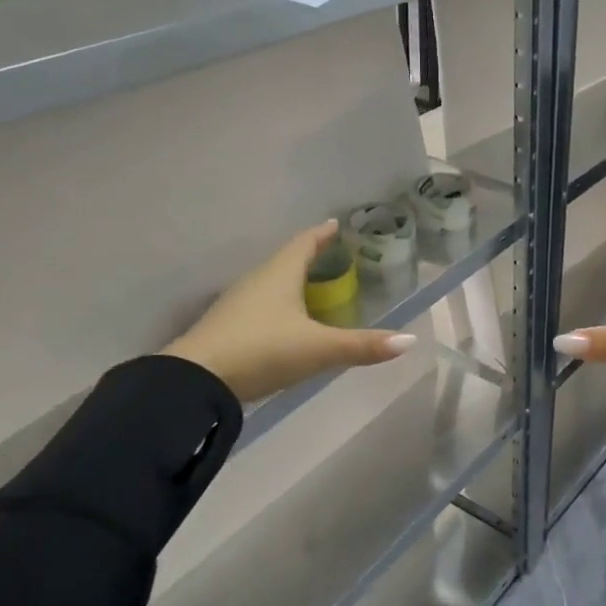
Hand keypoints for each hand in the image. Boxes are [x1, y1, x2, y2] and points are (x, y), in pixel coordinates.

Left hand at [161, 220, 415, 401]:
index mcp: (280, 274)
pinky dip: (277, 303)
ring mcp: (238, 303)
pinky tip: (284, 320)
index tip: (336, 224)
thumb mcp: (319, 349)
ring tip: (312, 286)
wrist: (196, 381)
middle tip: (332, 256)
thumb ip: (363, 345)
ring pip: (271, 282)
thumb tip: (409, 341)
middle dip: (309, 256)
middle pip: (286, 260)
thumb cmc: (263, 351)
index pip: (305, 243)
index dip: (322, 234)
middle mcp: (257, 281)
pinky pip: (259, 303)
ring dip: (291, 280)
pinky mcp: (226, 326)